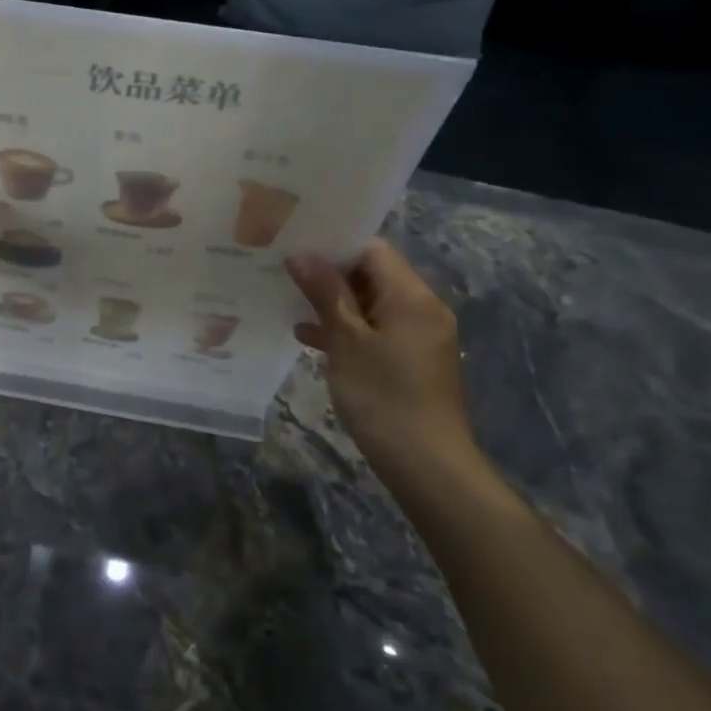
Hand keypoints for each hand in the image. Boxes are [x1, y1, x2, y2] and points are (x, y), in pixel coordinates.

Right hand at [286, 240, 487, 485]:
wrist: (427, 464)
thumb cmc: (383, 396)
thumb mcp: (346, 341)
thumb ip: (325, 293)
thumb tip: (301, 253)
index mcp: (411, 296)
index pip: (372, 250)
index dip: (333, 246)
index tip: (293, 248)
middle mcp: (422, 308)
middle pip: (372, 274)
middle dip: (328, 274)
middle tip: (283, 273)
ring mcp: (419, 336)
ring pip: (371, 304)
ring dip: (334, 303)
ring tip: (288, 303)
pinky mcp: (412, 360)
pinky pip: (376, 329)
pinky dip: (347, 329)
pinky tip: (309, 339)